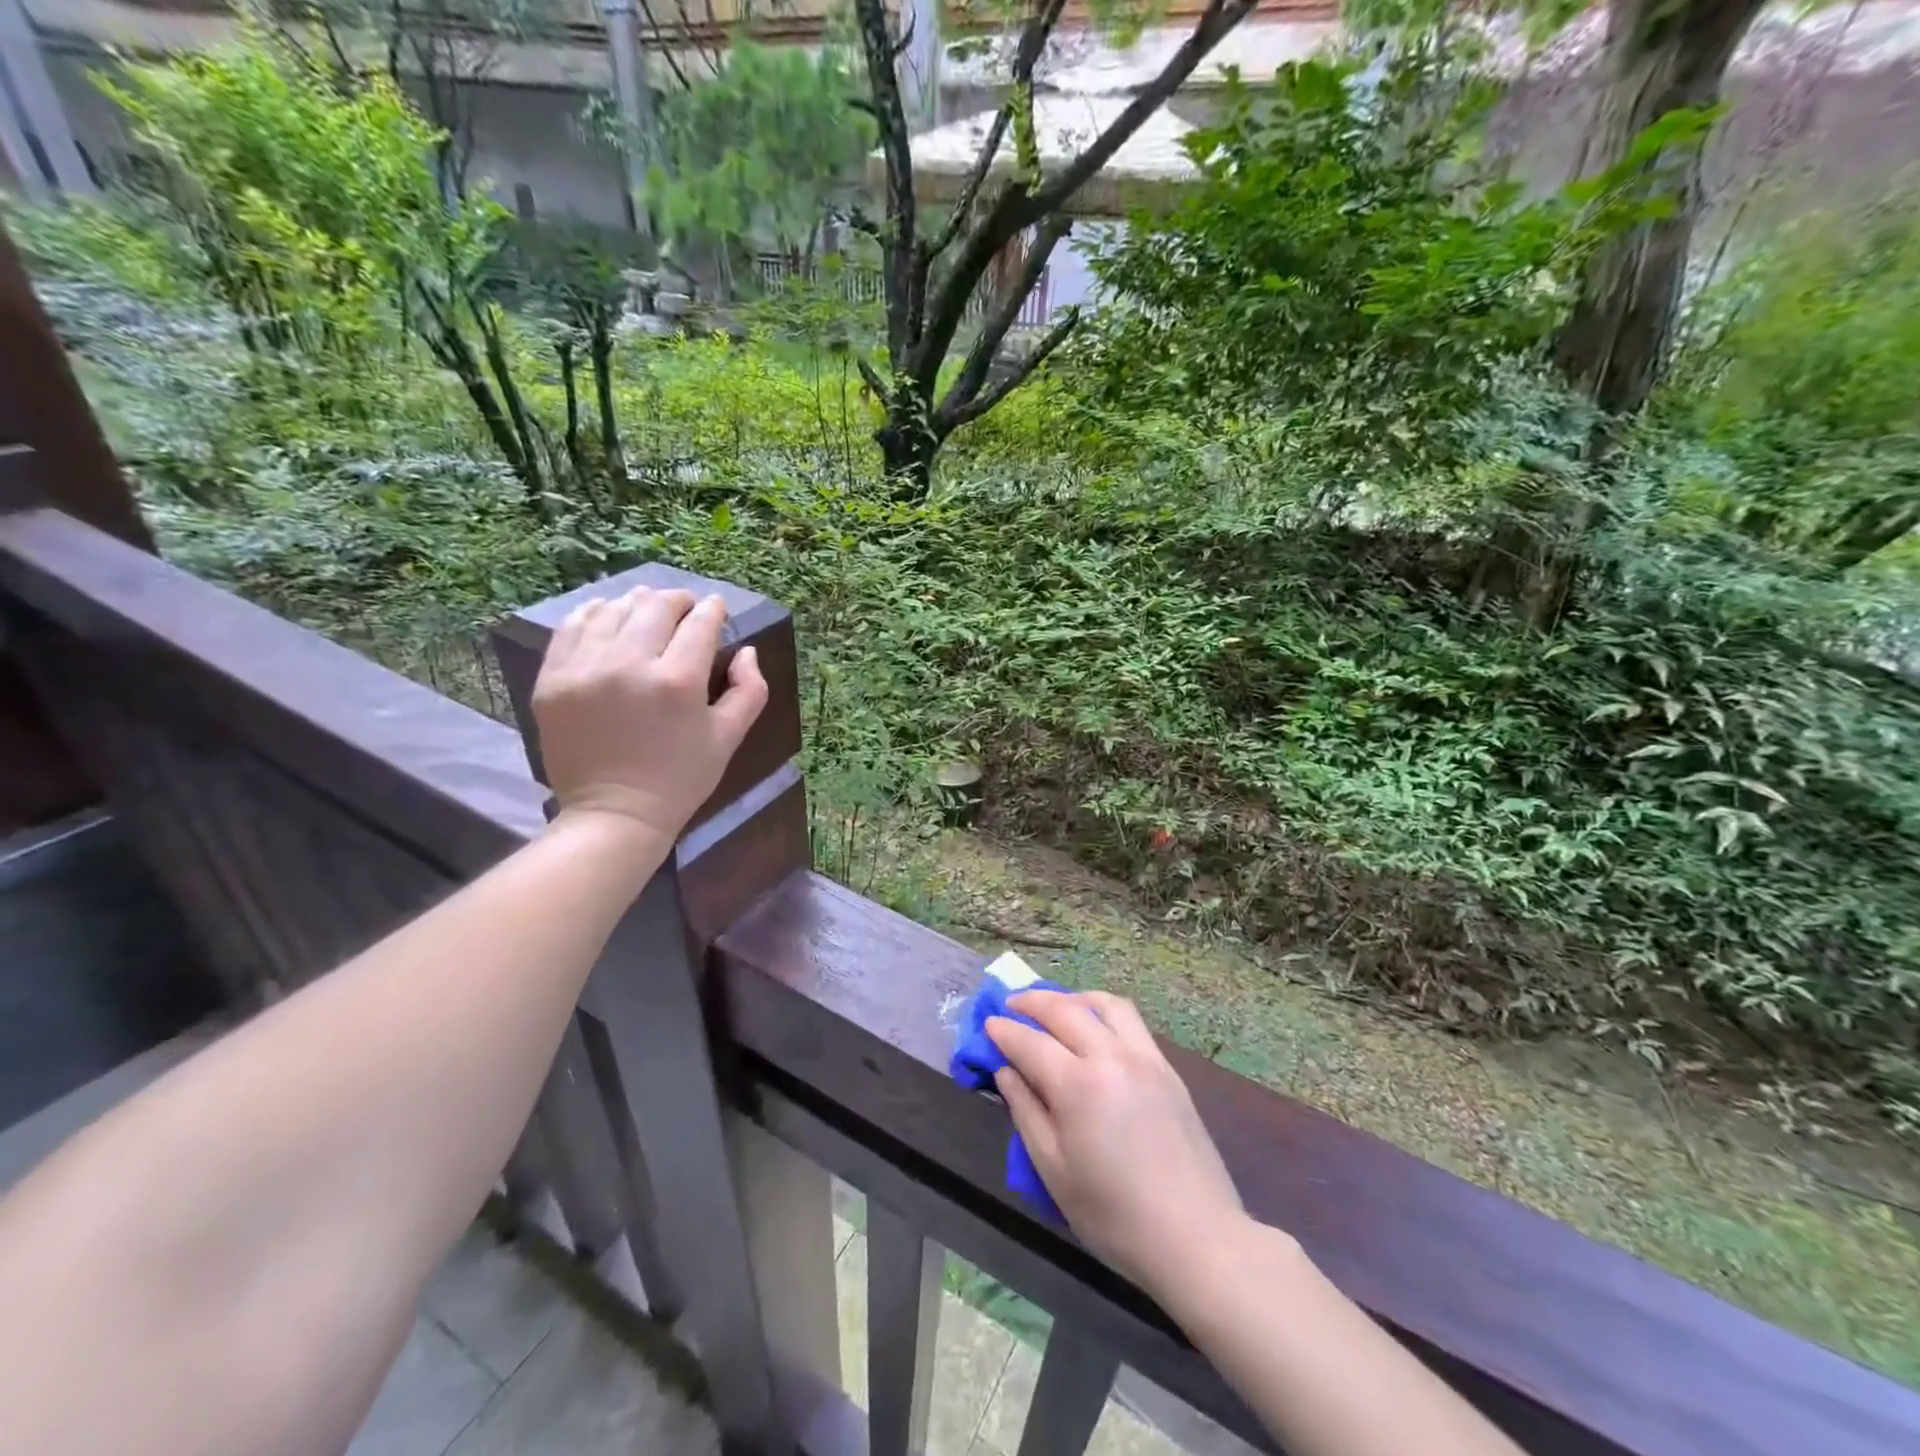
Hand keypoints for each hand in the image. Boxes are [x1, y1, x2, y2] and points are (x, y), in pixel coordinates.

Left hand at [531, 586, 768, 845]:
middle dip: (678, 600)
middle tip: (685, 607)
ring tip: (648, 610)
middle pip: (656, 606)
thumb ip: (749, 689)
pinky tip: (609, 618)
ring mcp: (584, 669)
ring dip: (637, 603)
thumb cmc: (681, 779)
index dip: (713, 610)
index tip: (716, 608)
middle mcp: (629, 665)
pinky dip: (595, 615)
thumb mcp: (729, 738)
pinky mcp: (553, 679)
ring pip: (613, 609)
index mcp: (678, 681)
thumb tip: (746, 650)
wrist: (615, 814)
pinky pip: (572, 627)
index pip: (700, 623)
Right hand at [987, 991, 1247, 1297]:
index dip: (1003, 1032)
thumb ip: (1025, 1112)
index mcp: (1078, 1086)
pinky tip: (1095, 1027)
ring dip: (1072, 998)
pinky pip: (1131, 1021)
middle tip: (1010, 1006)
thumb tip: (1005, 1071)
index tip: (986, 1025)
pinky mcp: (1166, 1068)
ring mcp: (1144, 1057)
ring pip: (1103, 1004)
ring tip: (1055, 1007)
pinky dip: (1103, 1011)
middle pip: (1064, 1010)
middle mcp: (1110, 1057)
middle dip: (1031, 1002)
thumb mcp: (1054, 1171)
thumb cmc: (1114, 1215)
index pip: (1030, 1042)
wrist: (1195, 1237)